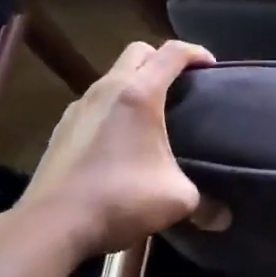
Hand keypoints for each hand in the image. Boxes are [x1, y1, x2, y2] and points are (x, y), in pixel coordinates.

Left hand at [11, 39, 216, 262]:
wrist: (52, 224)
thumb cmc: (121, 199)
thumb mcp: (176, 200)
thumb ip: (204, 201)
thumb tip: (223, 218)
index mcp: (138, 94)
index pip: (172, 52)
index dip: (196, 52)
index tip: (212, 65)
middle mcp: (106, 89)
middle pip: (138, 52)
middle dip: (162, 59)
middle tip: (182, 84)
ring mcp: (79, 107)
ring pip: (112, 77)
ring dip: (135, 83)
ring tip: (152, 114)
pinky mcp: (62, 129)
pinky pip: (95, 103)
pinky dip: (114, 107)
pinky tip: (121, 139)